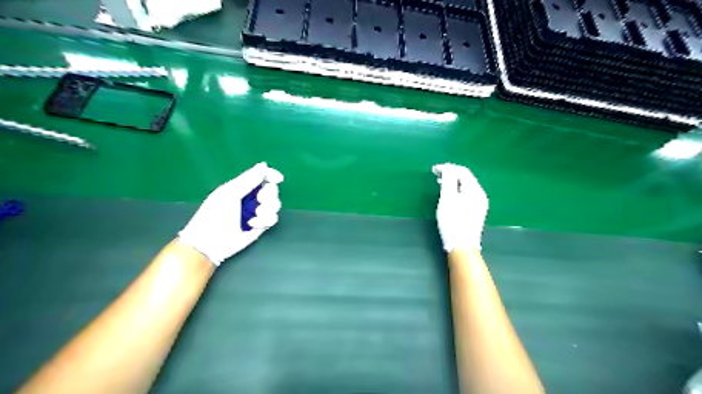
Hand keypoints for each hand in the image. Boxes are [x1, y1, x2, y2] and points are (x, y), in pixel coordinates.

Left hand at [179, 162, 282, 266]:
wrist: (210, 242)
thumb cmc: (214, 215)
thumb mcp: (230, 193)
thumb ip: (248, 179)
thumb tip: (263, 165)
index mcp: (241, 187)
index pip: (261, 176)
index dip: (271, 175)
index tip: (278, 178)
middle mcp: (251, 198)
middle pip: (271, 190)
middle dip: (269, 195)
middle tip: (259, 200)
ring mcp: (256, 212)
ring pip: (275, 204)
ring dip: (268, 209)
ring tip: (256, 215)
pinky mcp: (261, 225)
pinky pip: (273, 218)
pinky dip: (265, 220)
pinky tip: (253, 225)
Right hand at [434, 163, 489, 252]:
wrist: (462, 246)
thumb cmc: (452, 222)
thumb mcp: (447, 199)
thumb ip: (448, 180)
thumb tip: (447, 167)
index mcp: (475, 190)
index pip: (462, 172)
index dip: (448, 168)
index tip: (433, 170)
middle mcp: (480, 195)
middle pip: (466, 178)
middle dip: (451, 174)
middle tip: (435, 174)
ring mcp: (480, 204)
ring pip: (466, 186)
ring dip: (453, 182)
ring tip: (440, 183)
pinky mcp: (476, 211)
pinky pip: (466, 194)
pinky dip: (457, 190)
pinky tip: (449, 195)